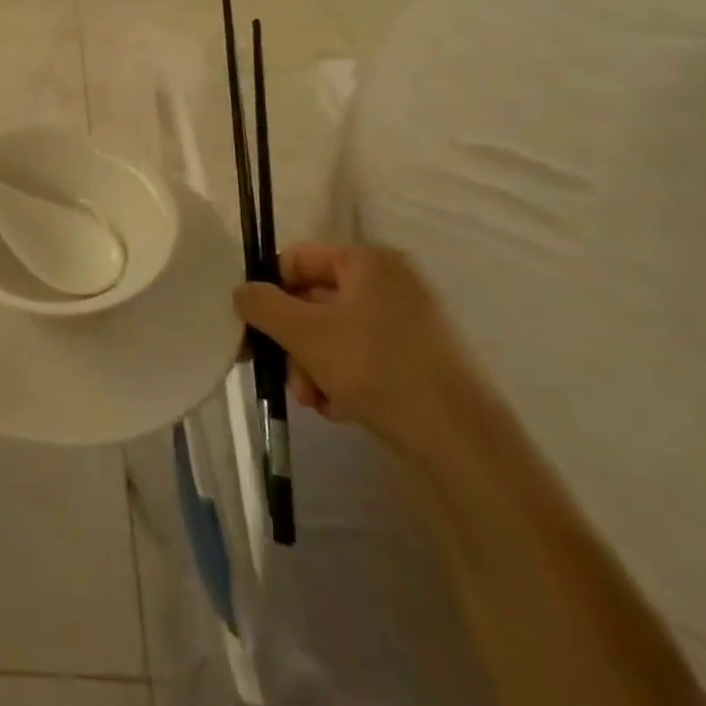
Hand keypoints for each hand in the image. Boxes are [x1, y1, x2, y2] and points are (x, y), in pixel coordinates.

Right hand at [235, 243, 487, 459]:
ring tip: (314, 400)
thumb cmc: (378, 369)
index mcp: (369, 261)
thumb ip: (262, 305)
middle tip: (283, 374)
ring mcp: (410, 326)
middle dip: (293, 340)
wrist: (463, 447)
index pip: (298, 259)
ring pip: (335, 335)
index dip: (270, 290)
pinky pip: (362, 360)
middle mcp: (392, 284)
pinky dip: (342, 380)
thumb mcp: (305, 333)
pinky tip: (338, 410)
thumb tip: (242, 293)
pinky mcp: (420, 365)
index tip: (253, 328)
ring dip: (312, 365)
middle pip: (314, 300)